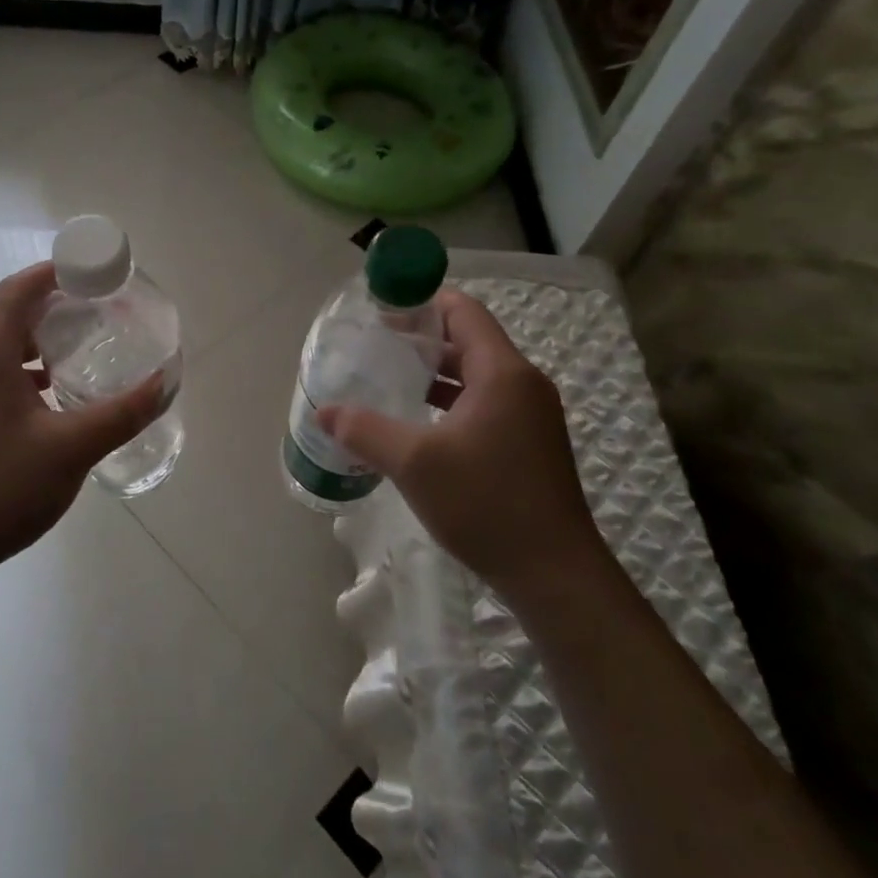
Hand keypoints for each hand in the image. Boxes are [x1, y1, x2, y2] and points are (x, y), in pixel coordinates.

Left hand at [0, 262, 164, 584]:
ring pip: (1, 347)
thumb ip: (123, 413)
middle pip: (10, 314)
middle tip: (101, 311)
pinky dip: (25, 371)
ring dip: (40, 341)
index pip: (20, 290)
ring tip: (84, 349)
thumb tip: (166, 381)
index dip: (56, 272)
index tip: (96, 272)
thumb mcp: (72, 449)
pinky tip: (54, 397)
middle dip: (55, 306)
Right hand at [317, 289, 603, 592]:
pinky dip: (450, 402)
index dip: (422, 302)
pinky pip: (485, 404)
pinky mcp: (528, 444)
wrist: (554, 574)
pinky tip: (418, 424)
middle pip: (468, 340)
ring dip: (435, 374)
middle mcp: (523, 385)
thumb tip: (323, 412)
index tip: (380, 311)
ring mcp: (530, 416)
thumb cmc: (486, 504)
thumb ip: (365, 430)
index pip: (463, 311)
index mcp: (503, 373)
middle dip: (421, 339)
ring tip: (388, 380)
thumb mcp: (414, 463)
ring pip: (476, 376)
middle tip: (374, 347)